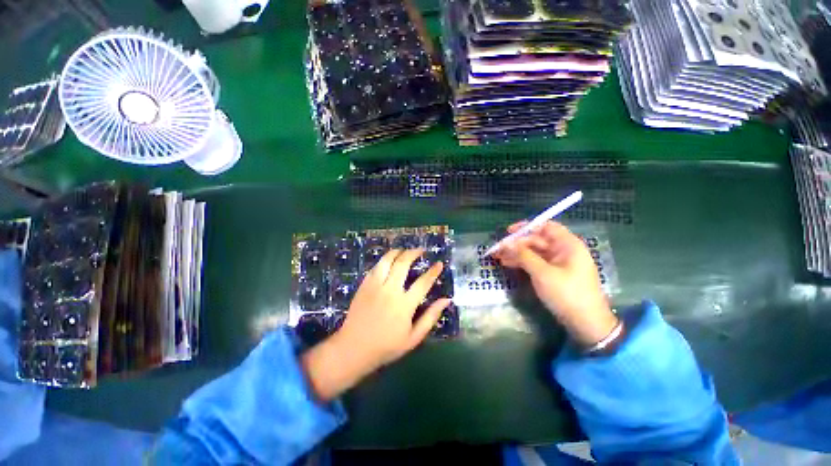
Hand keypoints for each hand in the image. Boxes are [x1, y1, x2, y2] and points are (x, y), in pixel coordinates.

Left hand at [301, 249, 450, 401]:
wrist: (354, 348)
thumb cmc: (386, 346)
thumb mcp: (413, 338)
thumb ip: (430, 317)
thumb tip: (446, 300)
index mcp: (405, 305)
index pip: (423, 282)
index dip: (433, 271)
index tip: (439, 263)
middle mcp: (390, 291)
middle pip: (403, 264)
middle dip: (414, 253)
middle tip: (420, 250)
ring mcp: (375, 286)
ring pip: (387, 261)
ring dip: (397, 252)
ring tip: (404, 251)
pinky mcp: (364, 285)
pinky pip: (376, 267)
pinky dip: (384, 260)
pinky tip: (389, 261)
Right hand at [494, 221, 617, 346]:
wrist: (586, 324)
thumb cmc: (567, 294)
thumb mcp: (543, 273)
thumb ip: (523, 255)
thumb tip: (506, 243)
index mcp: (567, 244)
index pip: (546, 227)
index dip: (527, 227)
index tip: (508, 232)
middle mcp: (564, 250)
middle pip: (537, 240)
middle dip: (517, 243)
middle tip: (498, 249)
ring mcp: (559, 263)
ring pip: (534, 252)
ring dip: (517, 253)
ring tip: (499, 257)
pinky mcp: (554, 274)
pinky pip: (536, 262)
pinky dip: (523, 262)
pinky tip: (508, 264)